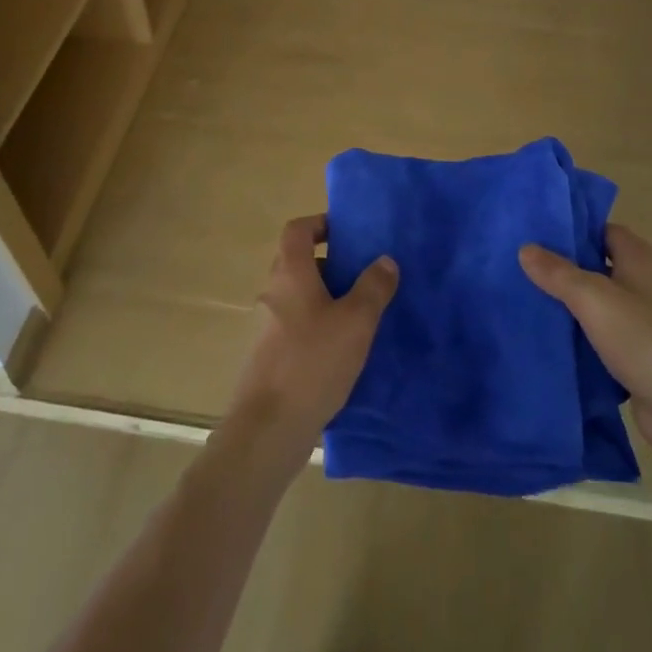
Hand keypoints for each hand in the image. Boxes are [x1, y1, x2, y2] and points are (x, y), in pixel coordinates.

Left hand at [225, 216, 397, 471]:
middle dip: (330, 264)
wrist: (268, 429)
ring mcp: (266, 327)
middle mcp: (273, 293)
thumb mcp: (356, 322)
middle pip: (297, 262)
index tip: (347, 233)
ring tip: (360, 316)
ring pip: (297, 297)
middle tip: (362, 277)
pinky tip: (341, 352)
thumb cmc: (313, 362)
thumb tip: (385, 260)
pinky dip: (316, 326)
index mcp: (290, 274)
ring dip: (325, 298)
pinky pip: (294, 326)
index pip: (297, 230)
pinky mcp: (267, 357)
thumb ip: (373, 287)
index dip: (320, 223)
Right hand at [519, 224, 651, 463]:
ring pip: (597, 302)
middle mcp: (643, 282)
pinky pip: (602, 333)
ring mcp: (643, 319)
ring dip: (569, 303)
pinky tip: (550, 337)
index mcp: (639, 258)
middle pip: (597, 265)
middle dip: (563, 267)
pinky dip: (580, 334)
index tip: (535, 234)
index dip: (572, 230)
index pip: (602, 230)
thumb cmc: (643, 339)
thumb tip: (526, 248)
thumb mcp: (593, 298)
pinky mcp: (638, 352)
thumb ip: (558, 273)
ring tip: (526, 299)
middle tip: (521, 267)